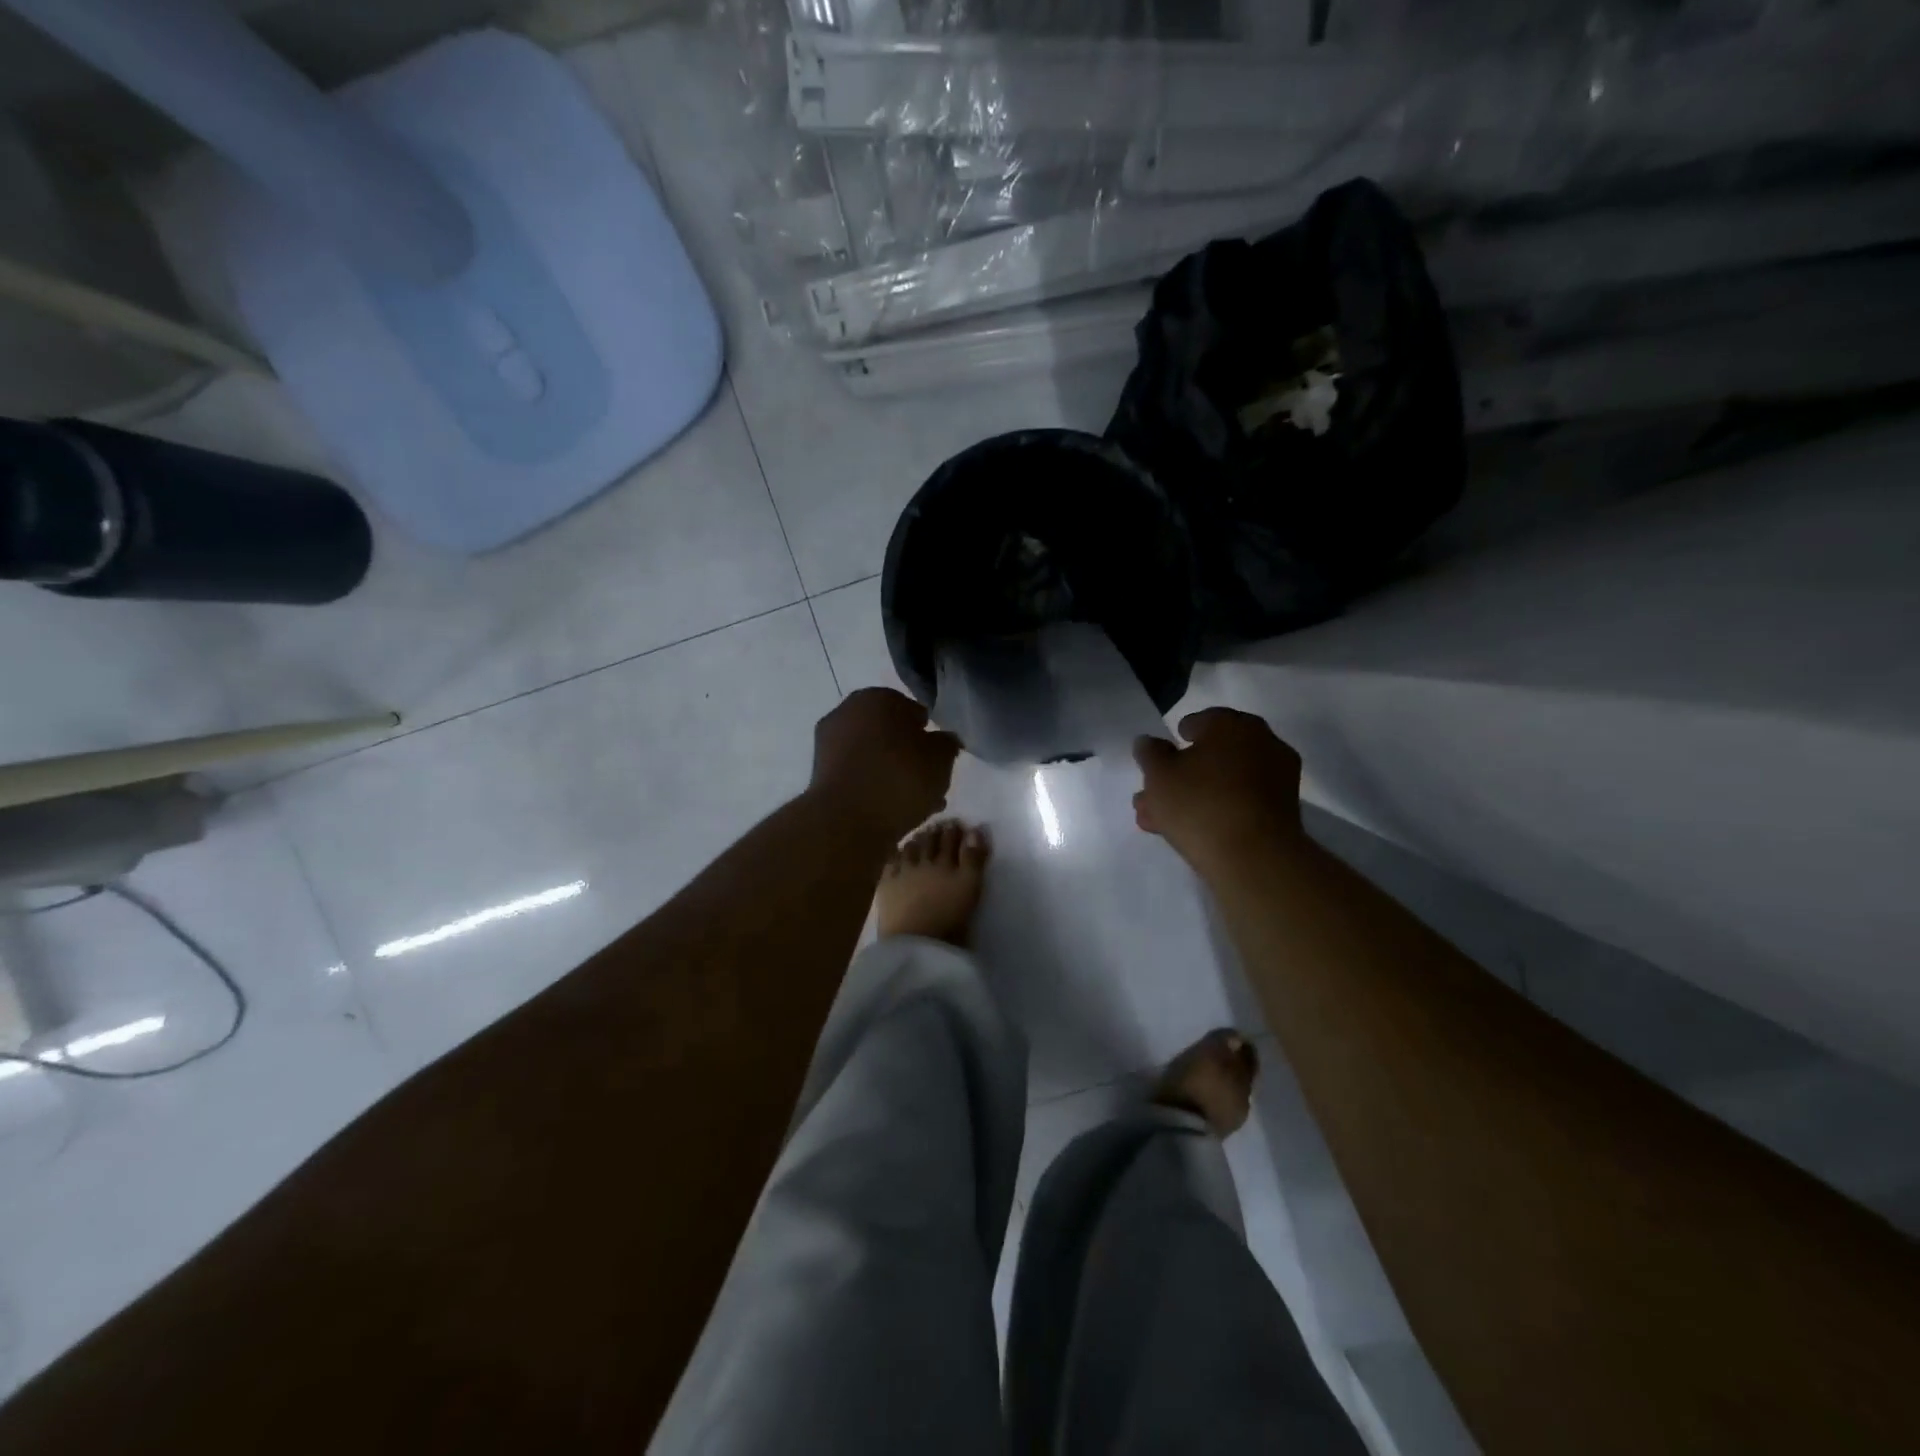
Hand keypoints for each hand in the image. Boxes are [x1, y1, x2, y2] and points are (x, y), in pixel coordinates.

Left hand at [811, 687, 960, 840]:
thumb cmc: (900, 778)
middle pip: (889, 733)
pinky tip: (891, 810)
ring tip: (915, 802)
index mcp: (878, 697)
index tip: (938, 758)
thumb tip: (943, 740)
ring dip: (892, 773)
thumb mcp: (941, 759)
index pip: (913, 711)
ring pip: (873, 755)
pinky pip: (857, 775)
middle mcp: (848, 711)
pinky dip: (873, 787)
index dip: (928, 734)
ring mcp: (828, 742)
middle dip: (908, 754)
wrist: (846, 821)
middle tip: (927, 780)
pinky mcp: (819, 774)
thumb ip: (947, 744)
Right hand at [1133, 708, 1303, 875]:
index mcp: (1232, 724)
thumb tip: (1149, 742)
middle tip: (1153, 796)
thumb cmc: (1200, 803)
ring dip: (1192, 797)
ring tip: (1159, 821)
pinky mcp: (1282, 811)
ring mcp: (1276, 778)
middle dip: (1179, 776)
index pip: (1200, 721)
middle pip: (1211, 756)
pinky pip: (1240, 802)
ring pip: (1222, 783)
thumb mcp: (1159, 775)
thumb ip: (1150, 754)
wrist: (1255, 858)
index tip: (1159, 761)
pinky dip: (1216, 811)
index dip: (1176, 740)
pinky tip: (1188, 831)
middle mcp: (1261, 742)